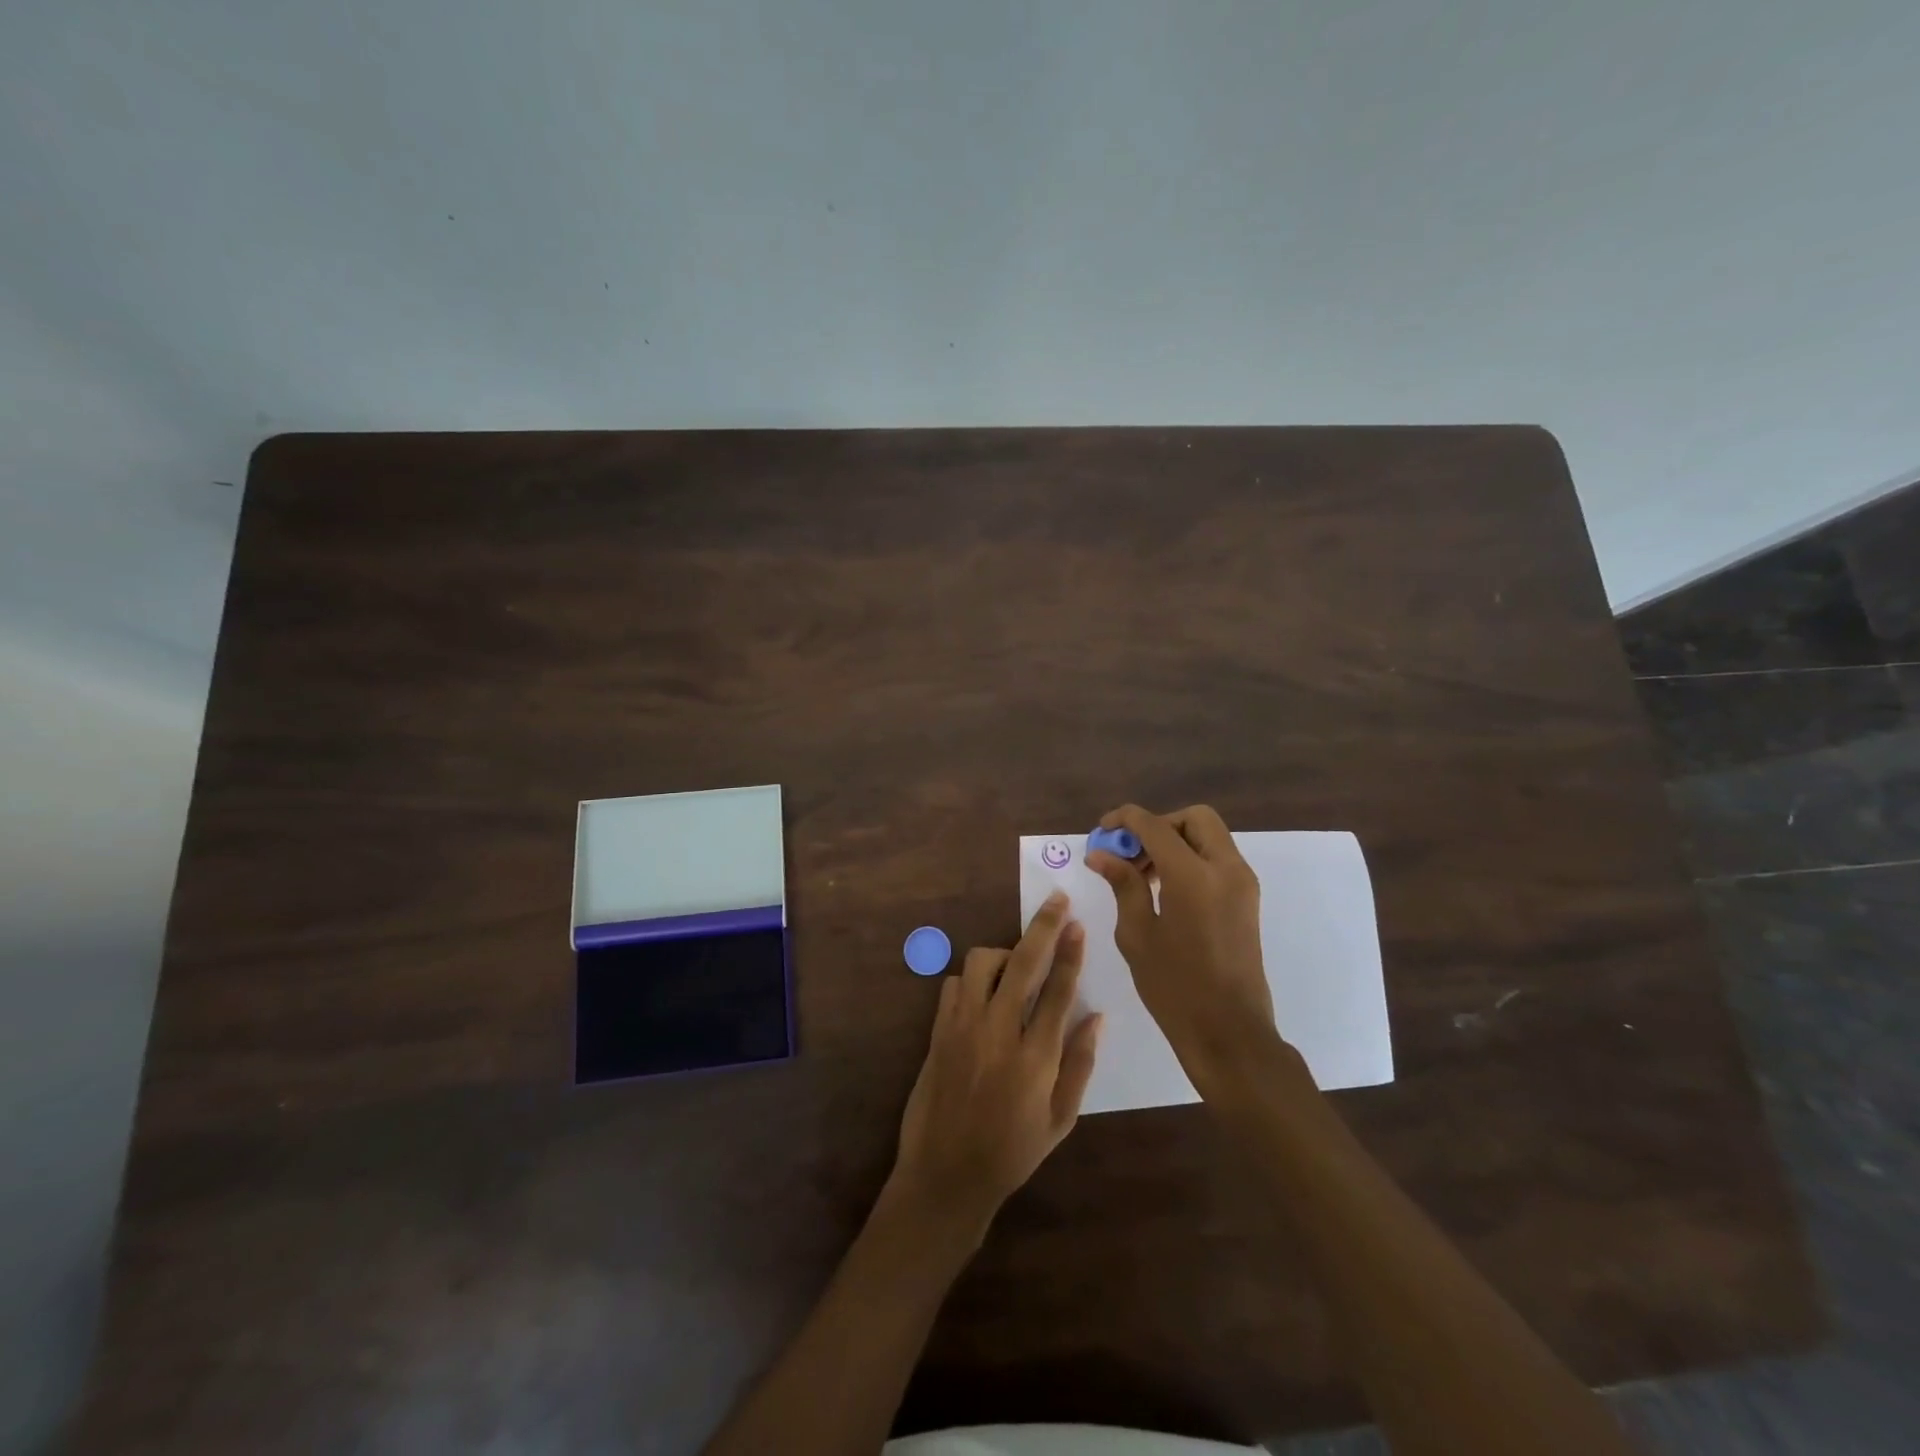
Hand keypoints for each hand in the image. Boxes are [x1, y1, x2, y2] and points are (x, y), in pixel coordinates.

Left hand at [889, 892, 1102, 1232]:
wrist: (945, 1175)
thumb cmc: (1011, 1152)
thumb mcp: (1060, 1120)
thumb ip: (1080, 1064)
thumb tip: (1098, 1016)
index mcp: (1036, 1058)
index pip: (1058, 990)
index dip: (1070, 952)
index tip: (1077, 922)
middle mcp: (998, 1033)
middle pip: (1023, 963)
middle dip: (1043, 927)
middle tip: (1056, 900)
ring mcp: (963, 1028)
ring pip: (982, 963)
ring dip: (1004, 954)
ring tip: (1017, 967)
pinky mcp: (938, 1031)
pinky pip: (954, 984)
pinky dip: (973, 979)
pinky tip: (985, 994)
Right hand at [1086, 804, 1276, 1085]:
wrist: (1230, 1033)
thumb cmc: (1175, 987)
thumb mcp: (1137, 934)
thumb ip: (1123, 884)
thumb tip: (1101, 854)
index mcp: (1194, 876)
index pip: (1156, 826)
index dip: (1125, 820)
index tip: (1102, 831)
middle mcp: (1226, 869)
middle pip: (1194, 818)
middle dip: (1159, 825)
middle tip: (1131, 852)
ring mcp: (1242, 884)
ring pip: (1209, 836)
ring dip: (1175, 841)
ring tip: (1142, 874)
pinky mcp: (1247, 900)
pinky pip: (1218, 859)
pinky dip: (1192, 858)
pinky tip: (1165, 888)